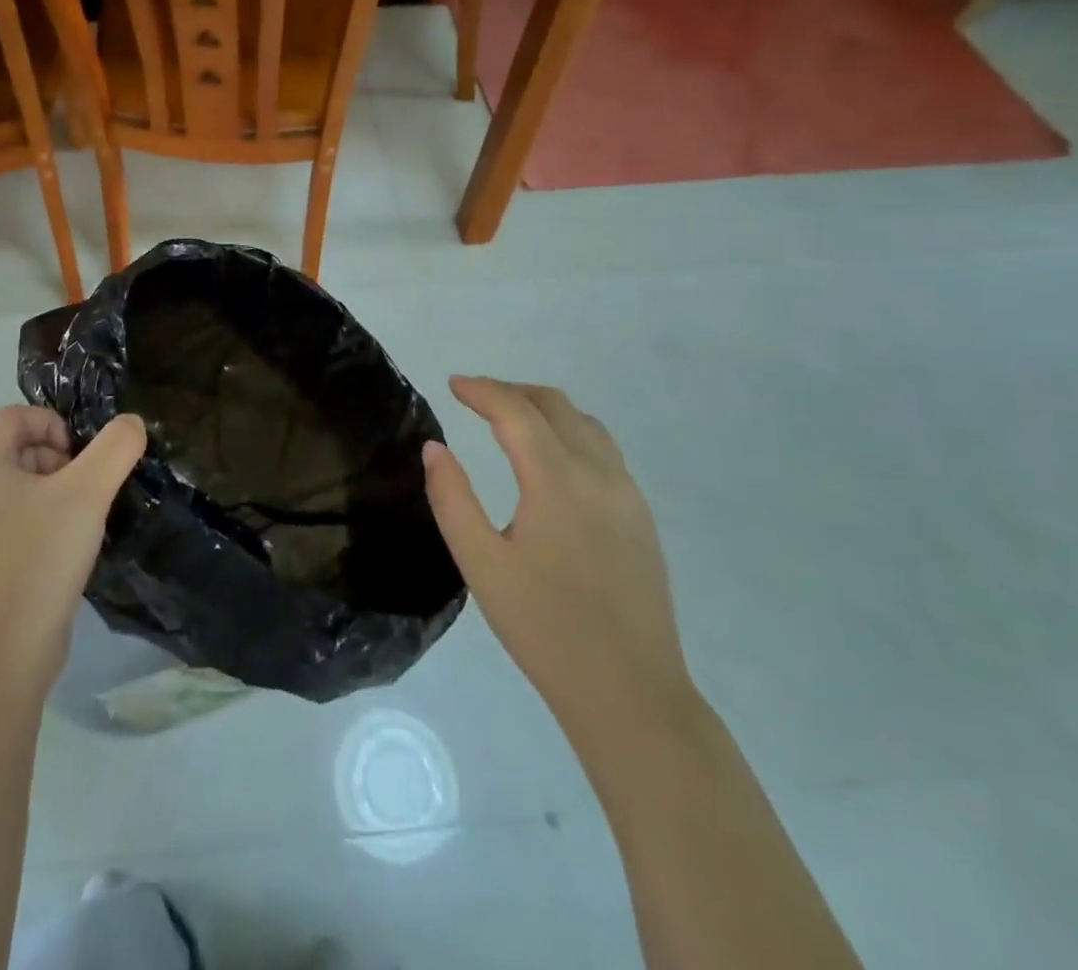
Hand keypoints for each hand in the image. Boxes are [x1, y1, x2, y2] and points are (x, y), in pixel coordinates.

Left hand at [0, 406, 146, 694]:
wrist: (2, 655)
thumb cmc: (38, 557)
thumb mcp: (88, 492)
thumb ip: (116, 447)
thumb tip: (132, 424)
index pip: (16, 416)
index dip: (55, 424)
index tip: (83, 457)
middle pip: (18, 450)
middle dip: (60, 460)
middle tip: (88, 490)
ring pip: (20, 490)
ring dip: (57, 494)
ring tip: (83, 524)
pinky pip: (17, 524)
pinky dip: (45, 525)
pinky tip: (67, 554)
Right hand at [423, 376, 696, 747]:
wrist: (630, 692)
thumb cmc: (544, 628)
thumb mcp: (481, 564)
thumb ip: (452, 498)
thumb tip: (435, 448)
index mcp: (557, 481)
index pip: (516, 411)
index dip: (481, 390)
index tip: (452, 384)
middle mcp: (599, 474)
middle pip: (555, 406)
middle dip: (512, 392)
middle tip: (475, 397)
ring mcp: (627, 494)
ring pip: (585, 424)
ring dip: (544, 409)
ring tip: (510, 419)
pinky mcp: (641, 517)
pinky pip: (604, 451)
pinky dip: (569, 433)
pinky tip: (550, 460)